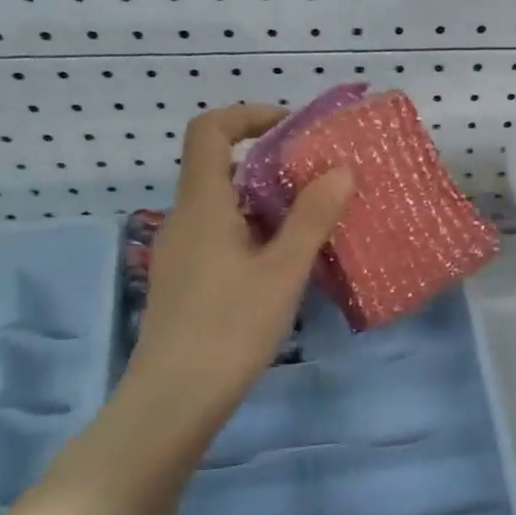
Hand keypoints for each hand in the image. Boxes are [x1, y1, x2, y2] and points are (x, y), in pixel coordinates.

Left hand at [125, 104, 352, 443]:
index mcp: (202, 204)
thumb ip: (312, 217)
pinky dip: (254, 233)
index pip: (209, 130)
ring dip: (265, 203)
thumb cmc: (230, 327)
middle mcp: (184, 219)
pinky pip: (221, 237)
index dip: (248, 115)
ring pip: (223, 207)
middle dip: (269, 163)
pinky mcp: (186, 282)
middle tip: (318, 179)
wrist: (175, 399)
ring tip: (312, 221)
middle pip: (219, 167)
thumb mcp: (282, 271)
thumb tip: (340, 168)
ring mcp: (181, 253)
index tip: (292, 127)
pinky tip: (285, 264)